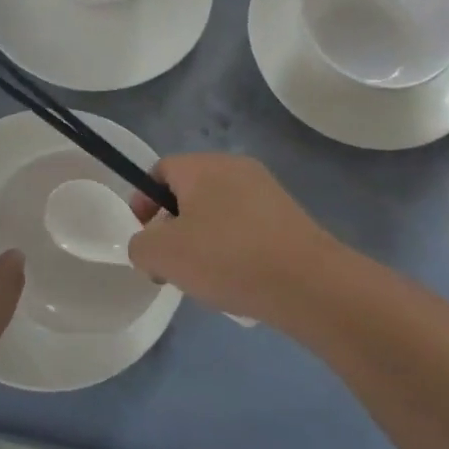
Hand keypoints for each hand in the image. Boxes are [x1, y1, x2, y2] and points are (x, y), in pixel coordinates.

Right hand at [126, 153, 341, 329]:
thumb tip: (149, 244)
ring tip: (205, 278)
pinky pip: (246, 225)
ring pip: (218, 210)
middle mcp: (234, 167)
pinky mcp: (288, 215)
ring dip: (203, 239)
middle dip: (173, 226)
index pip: (160, 170)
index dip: (144, 201)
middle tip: (171, 264)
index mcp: (202, 166)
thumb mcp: (163, 255)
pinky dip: (234, 247)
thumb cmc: (227, 258)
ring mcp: (266, 190)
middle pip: (189, 191)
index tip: (144, 237)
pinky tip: (238, 279)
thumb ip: (141, 245)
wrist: (308, 283)